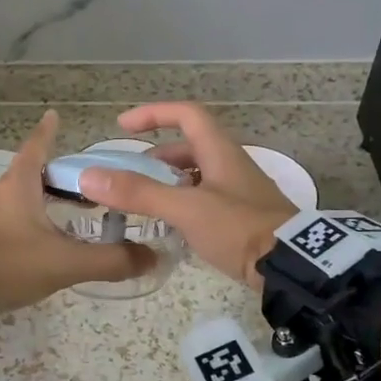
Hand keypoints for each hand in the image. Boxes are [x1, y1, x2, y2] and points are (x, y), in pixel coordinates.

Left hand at [0, 110, 154, 314]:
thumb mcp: (64, 263)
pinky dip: (28, 221)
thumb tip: (151, 257)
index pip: (37, 148)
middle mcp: (0, 193)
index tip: (53, 115)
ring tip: (67, 211)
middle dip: (55, 174)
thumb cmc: (8, 262)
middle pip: (30, 173)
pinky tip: (41, 240)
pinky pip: (8, 220)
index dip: (48, 132)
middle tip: (82, 180)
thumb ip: (109, 261)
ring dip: (41, 199)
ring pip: (19, 198)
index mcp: (19, 185)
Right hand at [76, 102, 295, 289]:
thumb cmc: (239, 228)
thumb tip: (89, 177)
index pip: (186, 114)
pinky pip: (207, 198)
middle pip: (190, 146)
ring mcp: (241, 191)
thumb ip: (138, 193)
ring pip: (198, 174)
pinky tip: (173, 225)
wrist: (291, 266)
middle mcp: (232, 164)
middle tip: (131, 176)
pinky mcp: (245, 217)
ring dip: (170, 181)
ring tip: (146, 201)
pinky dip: (184, 202)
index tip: (123, 127)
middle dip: (157, 157)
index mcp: (220, 151)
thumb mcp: (186, 209)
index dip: (153, 113)